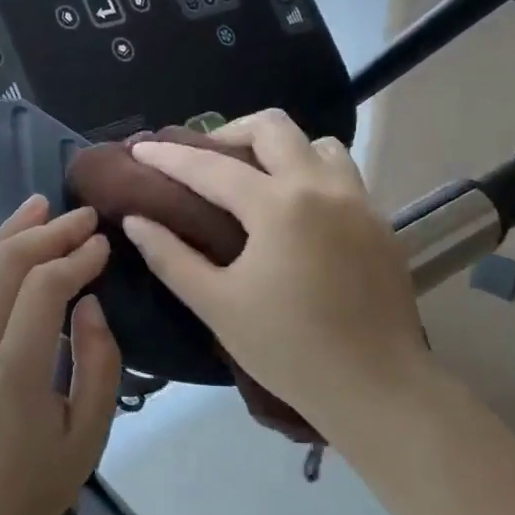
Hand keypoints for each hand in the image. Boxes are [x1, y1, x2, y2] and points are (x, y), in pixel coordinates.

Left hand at [0, 196, 121, 514]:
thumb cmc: (41, 481)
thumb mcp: (92, 429)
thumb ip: (99, 359)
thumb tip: (89, 299)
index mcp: (13, 376)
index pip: (43, 289)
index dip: (77, 257)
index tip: (103, 245)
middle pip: (4, 265)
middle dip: (48, 232)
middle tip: (83, 217)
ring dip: (7, 231)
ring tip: (39, 207)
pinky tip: (6, 246)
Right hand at [120, 110, 435, 438]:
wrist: (376, 388)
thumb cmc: (287, 349)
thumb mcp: (216, 305)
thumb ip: (170, 256)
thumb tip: (136, 220)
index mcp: (278, 206)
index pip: (211, 166)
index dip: (169, 156)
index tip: (140, 148)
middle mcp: (322, 187)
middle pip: (273, 127)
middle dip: (229, 132)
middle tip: (203, 161)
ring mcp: (358, 201)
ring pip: (316, 144)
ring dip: (279, 150)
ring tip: (254, 181)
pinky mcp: (379, 222)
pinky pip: (341, 174)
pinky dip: (309, 174)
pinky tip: (294, 213)